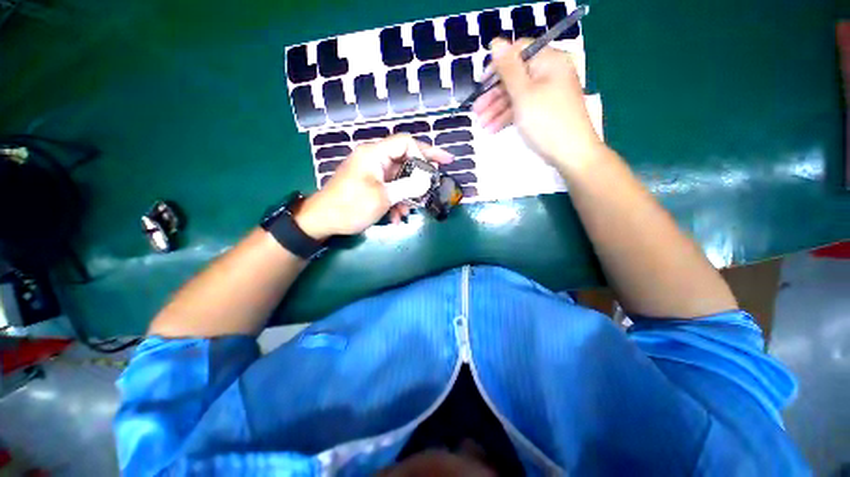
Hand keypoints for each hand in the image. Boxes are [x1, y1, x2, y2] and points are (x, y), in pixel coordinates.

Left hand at [294, 134, 453, 239]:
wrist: (323, 220)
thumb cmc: (351, 206)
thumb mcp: (383, 197)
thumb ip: (408, 186)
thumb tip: (427, 180)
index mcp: (375, 154)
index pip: (405, 142)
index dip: (423, 153)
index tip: (434, 170)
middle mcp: (374, 158)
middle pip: (405, 157)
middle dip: (422, 171)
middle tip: (439, 176)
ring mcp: (372, 172)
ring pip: (399, 176)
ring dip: (408, 193)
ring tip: (411, 210)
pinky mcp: (370, 184)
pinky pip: (390, 187)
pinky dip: (396, 200)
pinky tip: (397, 217)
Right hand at [472, 39, 603, 167]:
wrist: (570, 153)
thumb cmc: (546, 121)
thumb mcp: (523, 93)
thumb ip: (508, 68)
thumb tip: (496, 42)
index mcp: (548, 61)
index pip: (518, 52)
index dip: (497, 66)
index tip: (481, 84)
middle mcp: (549, 73)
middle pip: (515, 77)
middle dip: (493, 95)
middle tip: (476, 111)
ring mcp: (547, 93)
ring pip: (517, 95)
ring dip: (497, 109)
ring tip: (481, 125)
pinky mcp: (544, 111)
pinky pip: (523, 108)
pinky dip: (507, 117)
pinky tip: (492, 130)